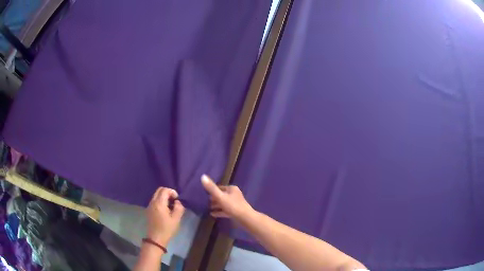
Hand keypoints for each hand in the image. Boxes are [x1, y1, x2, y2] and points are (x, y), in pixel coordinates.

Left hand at [146, 187, 184, 246]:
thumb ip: (179, 208)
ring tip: (171, 206)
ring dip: (164, 197)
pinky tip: (165, 210)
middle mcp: (152, 202)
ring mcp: (149, 206)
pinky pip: (154, 201)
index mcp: (159, 203)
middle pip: (159, 190)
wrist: (156, 238)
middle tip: (174, 201)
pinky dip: (160, 201)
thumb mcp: (176, 219)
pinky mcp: (149, 210)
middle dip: (168, 193)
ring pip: (156, 195)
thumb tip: (177, 202)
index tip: (177, 199)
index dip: (172, 192)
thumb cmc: (167, 228)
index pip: (164, 190)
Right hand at [201, 174, 253, 220]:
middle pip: (221, 195)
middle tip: (204, 201)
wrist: (245, 218)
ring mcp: (235, 204)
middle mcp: (234, 195)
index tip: (204, 193)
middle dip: (213, 198)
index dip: (212, 190)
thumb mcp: (220, 196)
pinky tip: (212, 214)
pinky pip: (225, 211)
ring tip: (207, 207)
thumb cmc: (233, 206)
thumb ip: (211, 188)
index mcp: (232, 189)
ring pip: (223, 203)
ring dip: (216, 205)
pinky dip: (219, 212)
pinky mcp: (235, 212)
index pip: (220, 187)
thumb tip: (202, 176)